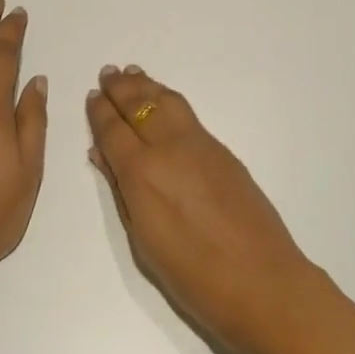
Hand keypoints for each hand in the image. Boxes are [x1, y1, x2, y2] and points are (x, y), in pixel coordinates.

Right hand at [86, 65, 326, 352]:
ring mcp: (201, 146)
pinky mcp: (223, 151)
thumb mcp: (144, 241)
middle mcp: (170, 149)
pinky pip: (187, 114)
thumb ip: (122, 191)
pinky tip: (164, 101)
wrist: (261, 280)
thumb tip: (102, 155)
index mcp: (142, 174)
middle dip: (121, 89)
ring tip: (133, 73)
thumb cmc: (193, 276)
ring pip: (168, 102)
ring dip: (147, 86)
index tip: (92, 95)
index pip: (113, 131)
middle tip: (109, 73)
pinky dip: (169, 100)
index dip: (100, 112)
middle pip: (141, 107)